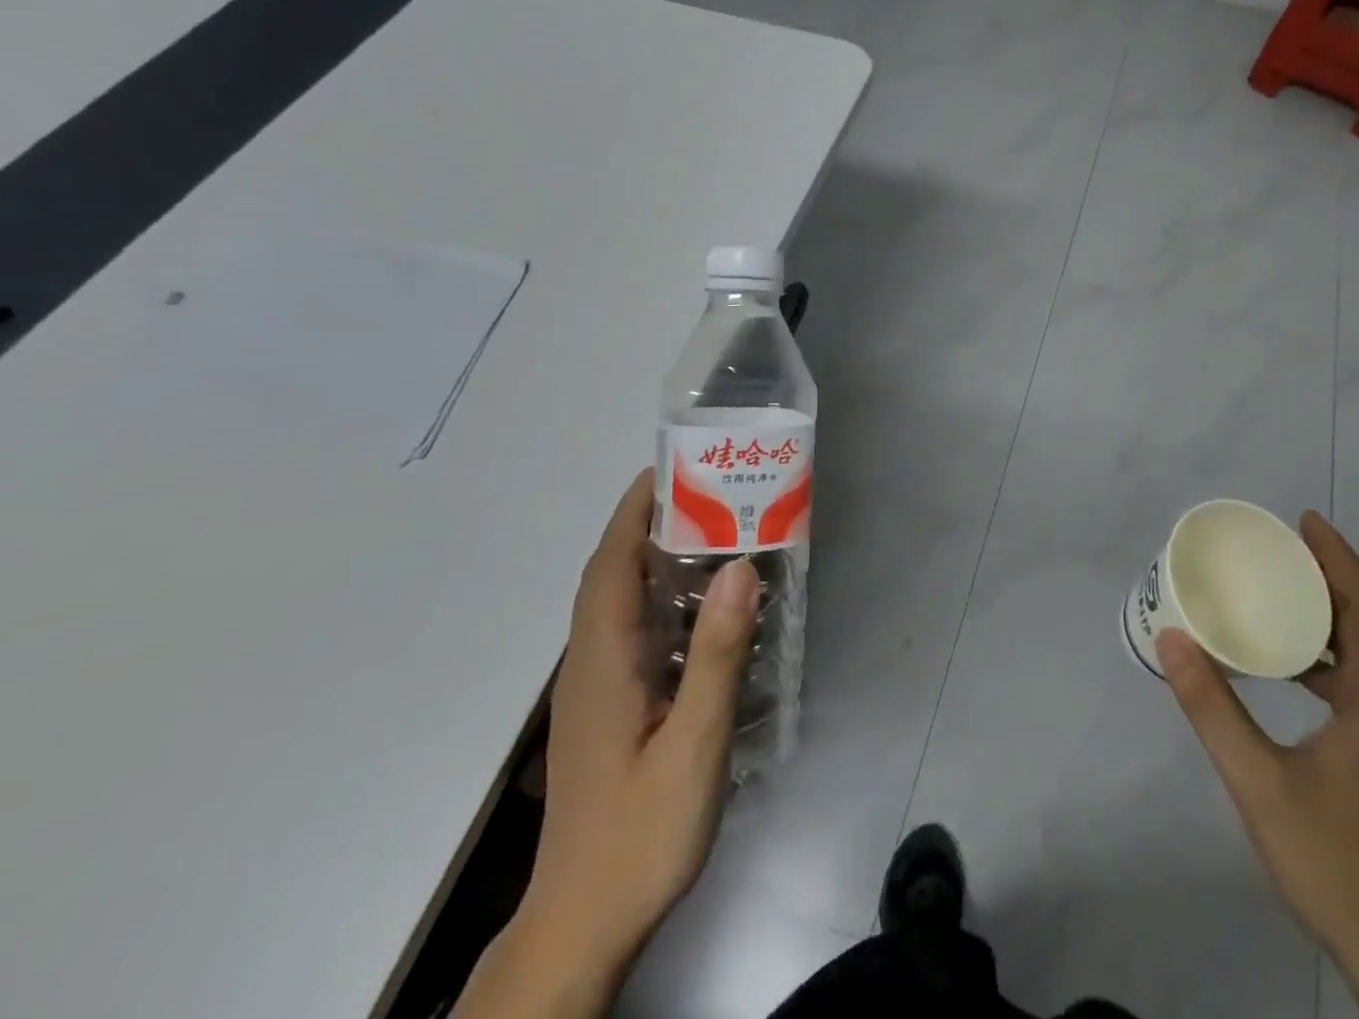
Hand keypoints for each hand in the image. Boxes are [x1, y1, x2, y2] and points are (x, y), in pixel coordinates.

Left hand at [454, 468, 758, 1018]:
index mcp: (602, 661)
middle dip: (648, 524)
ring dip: (653, 560)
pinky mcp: (605, 710)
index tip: (668, 468)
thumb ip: (716, 657)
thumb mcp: (692, 746)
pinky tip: (699, 613)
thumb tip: (738, 569)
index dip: (633, 511)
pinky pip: (629, 633)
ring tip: (712, 535)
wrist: (582, 927)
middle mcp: (589, 664)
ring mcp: (594, 690)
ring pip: (618, 604)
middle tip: (708, 494)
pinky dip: (657, 601)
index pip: (609, 564)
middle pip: (611, 575)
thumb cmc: (639, 835)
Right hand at [1158, 513, 1358, 1018]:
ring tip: (1282, 595)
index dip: (1339, 558)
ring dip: (1332, 617)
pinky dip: (1333, 657)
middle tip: (1281, 549)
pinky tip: (1294, 669)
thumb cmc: (1333, 861)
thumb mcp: (1258, 782)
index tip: (1305, 521)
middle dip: (1331, 577)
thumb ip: (1212, 709)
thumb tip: (1172, 640)